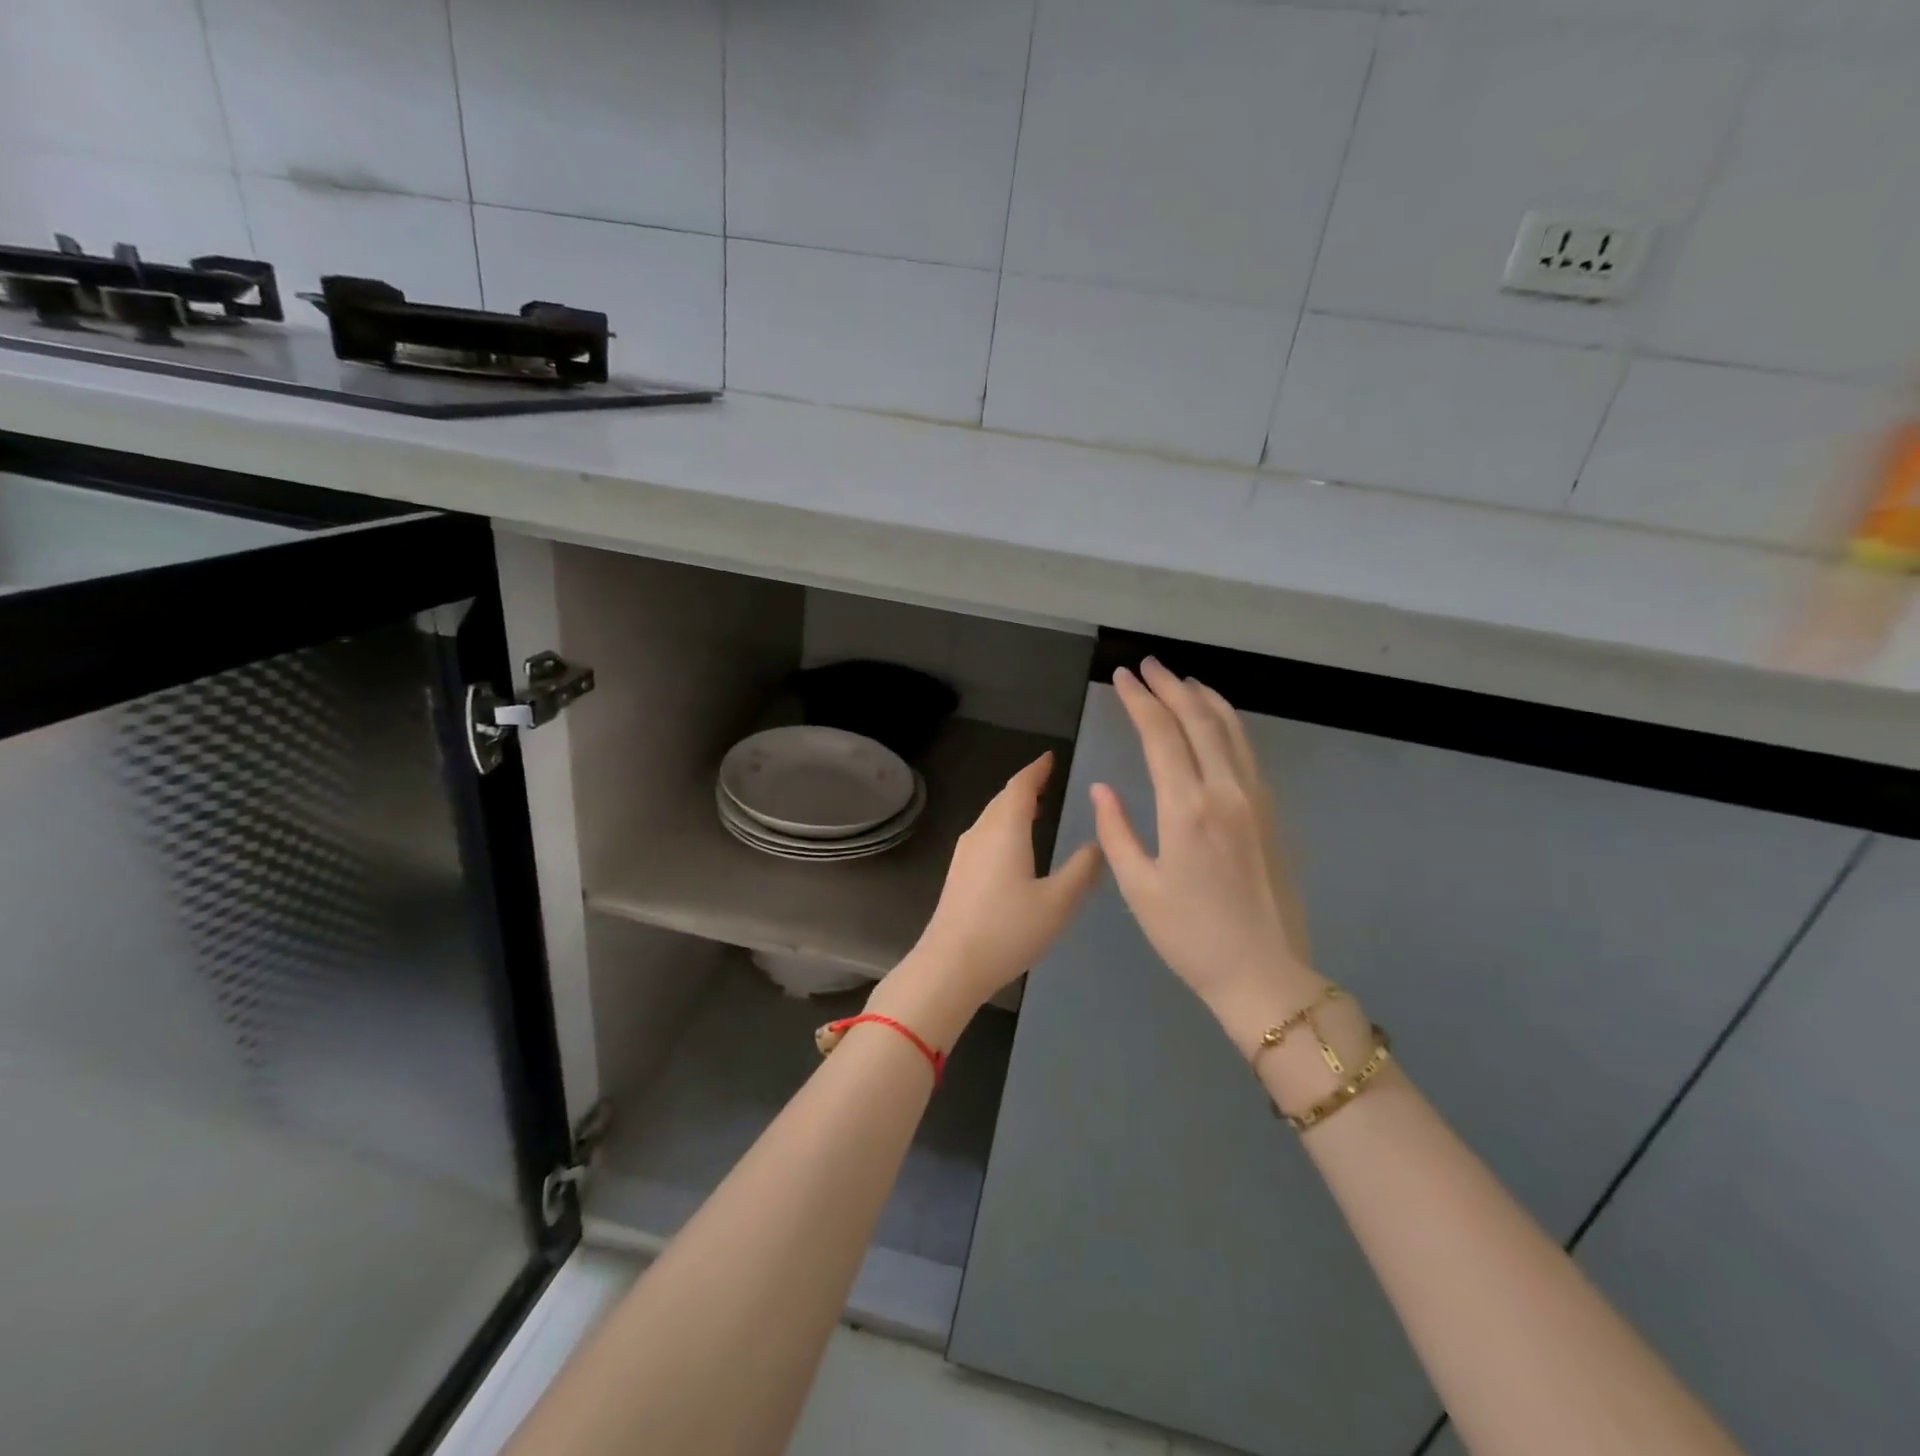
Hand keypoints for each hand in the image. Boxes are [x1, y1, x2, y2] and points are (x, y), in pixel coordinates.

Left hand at [868, 752, 1102, 1048]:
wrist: (951, 964)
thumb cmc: (1008, 929)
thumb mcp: (1058, 902)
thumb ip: (1082, 870)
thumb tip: (1099, 843)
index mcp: (1005, 829)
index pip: (1020, 786)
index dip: (1037, 769)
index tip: (1050, 757)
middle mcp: (981, 832)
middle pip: (1003, 799)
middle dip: (1025, 786)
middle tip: (1048, 780)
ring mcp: (965, 853)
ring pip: (991, 817)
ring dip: (1012, 807)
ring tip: (1035, 808)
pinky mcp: (958, 873)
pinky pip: (985, 835)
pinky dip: (1003, 827)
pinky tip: (1013, 845)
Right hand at [1091, 659, 1323, 1051]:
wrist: (1265, 974)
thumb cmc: (1191, 936)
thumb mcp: (1139, 888)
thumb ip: (1117, 831)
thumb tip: (1103, 789)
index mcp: (1187, 809)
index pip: (1161, 736)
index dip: (1140, 701)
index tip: (1122, 677)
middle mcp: (1226, 792)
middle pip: (1199, 721)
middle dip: (1170, 687)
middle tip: (1148, 665)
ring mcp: (1256, 799)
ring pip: (1231, 730)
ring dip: (1204, 699)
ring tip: (1181, 680)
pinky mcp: (1271, 813)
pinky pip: (1247, 751)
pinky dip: (1228, 724)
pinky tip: (1216, 722)